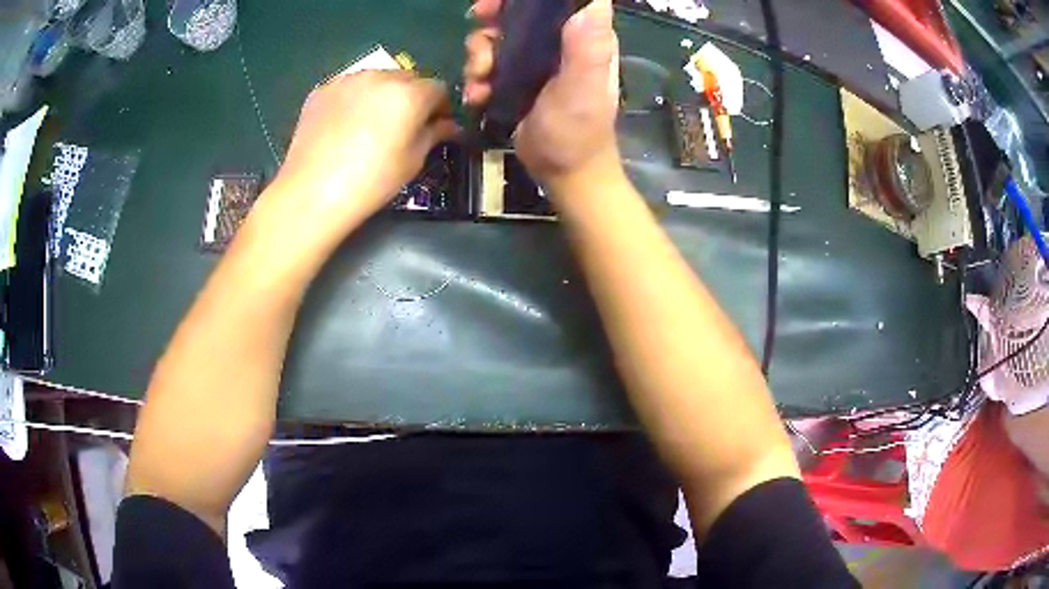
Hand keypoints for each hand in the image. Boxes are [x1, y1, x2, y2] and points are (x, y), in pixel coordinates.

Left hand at [273, 71, 458, 227]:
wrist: (311, 192)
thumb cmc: (370, 182)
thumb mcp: (412, 161)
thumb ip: (434, 134)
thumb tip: (449, 126)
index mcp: (410, 93)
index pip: (438, 88)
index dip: (440, 107)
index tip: (435, 126)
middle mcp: (381, 76)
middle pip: (408, 78)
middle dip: (412, 97)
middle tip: (404, 125)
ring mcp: (348, 80)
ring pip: (377, 79)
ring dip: (383, 94)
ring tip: (372, 123)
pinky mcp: (323, 90)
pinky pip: (350, 87)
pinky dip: (355, 99)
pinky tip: (346, 125)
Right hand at [464, 0, 620, 191]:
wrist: (563, 173)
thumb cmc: (578, 132)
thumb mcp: (583, 88)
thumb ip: (587, 47)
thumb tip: (591, 2)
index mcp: (584, 35)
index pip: (560, 0)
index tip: (499, 3)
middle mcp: (560, 40)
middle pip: (521, 11)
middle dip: (494, 18)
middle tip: (480, 28)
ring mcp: (537, 59)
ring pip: (499, 35)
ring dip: (480, 53)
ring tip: (480, 79)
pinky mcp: (517, 78)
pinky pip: (489, 62)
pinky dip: (477, 75)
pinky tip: (479, 95)